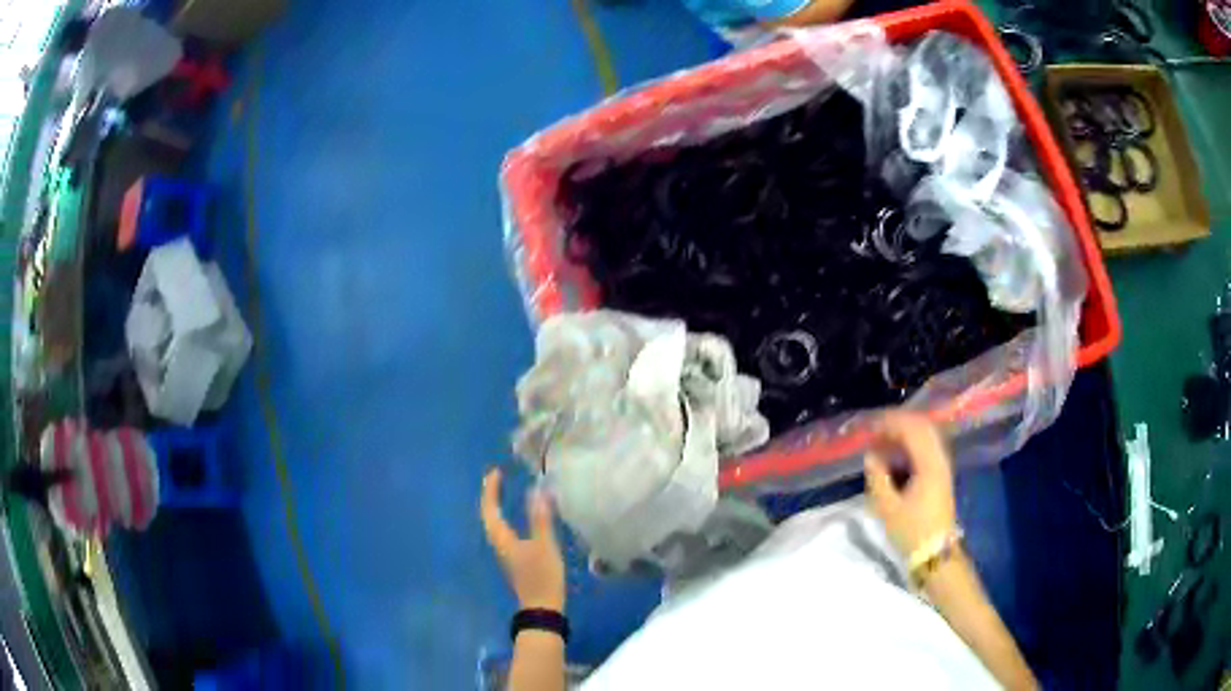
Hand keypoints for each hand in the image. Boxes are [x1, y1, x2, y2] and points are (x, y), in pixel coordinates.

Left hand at [480, 468, 565, 611]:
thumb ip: (540, 519)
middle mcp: (500, 544)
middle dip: (492, 496)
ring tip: (505, 491)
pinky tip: (520, 517)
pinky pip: (505, 531)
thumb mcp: (544, 546)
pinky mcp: (516, 559)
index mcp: (502, 539)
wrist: (542, 607)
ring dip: (498, 506)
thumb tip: (537, 491)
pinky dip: (507, 517)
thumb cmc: (541, 576)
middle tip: (499, 478)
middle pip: (489, 516)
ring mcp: (507, 552)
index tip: (496, 472)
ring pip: (496, 524)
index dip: (491, 490)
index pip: (489, 509)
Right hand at [863, 412, 957, 558]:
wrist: (936, 554)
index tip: (869, 425)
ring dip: (905, 432)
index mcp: (929, 464)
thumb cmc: (912, 532)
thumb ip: (878, 477)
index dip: (890, 422)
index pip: (911, 429)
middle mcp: (940, 459)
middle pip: (922, 427)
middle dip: (898, 423)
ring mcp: (943, 466)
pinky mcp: (941, 475)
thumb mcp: (888, 508)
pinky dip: (912, 443)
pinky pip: (928, 447)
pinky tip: (897, 453)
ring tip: (883, 440)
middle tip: (875, 429)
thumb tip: (871, 455)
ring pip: (926, 436)